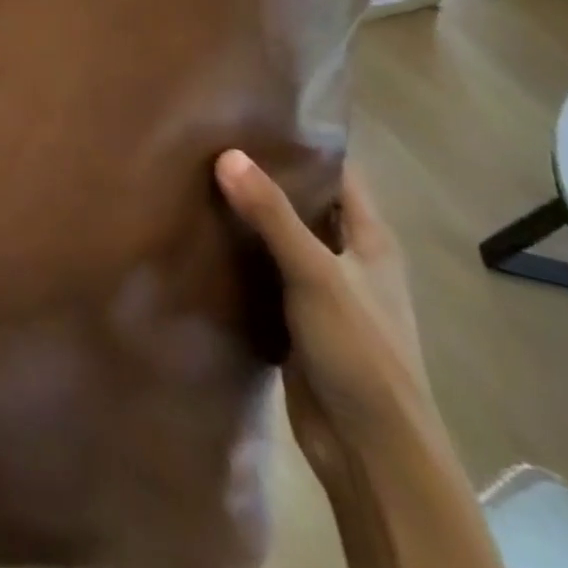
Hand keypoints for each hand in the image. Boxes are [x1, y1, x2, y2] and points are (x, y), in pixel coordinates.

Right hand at [215, 151, 430, 487]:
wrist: (370, 454)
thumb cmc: (361, 353)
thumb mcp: (316, 274)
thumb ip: (272, 214)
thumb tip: (226, 153)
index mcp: (371, 240)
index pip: (339, 173)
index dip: (303, 143)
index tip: (255, 113)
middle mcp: (348, 258)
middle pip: (305, 202)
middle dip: (265, 174)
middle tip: (212, 138)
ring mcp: (322, 290)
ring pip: (281, 237)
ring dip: (248, 214)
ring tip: (197, 175)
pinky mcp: (296, 318)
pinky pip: (264, 271)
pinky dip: (239, 252)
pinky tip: (201, 231)